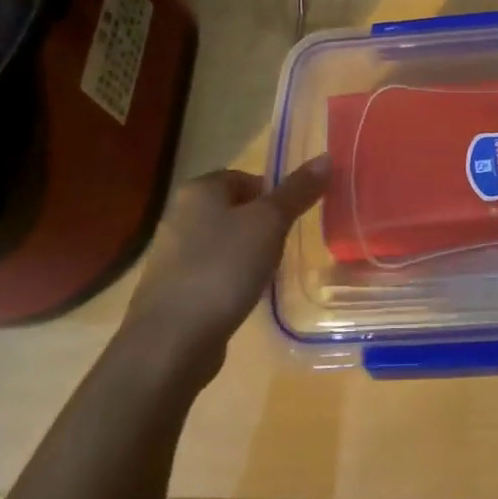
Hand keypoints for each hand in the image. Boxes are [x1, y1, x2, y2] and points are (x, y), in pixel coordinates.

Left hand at [119, 159, 330, 384]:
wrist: (171, 341)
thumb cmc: (222, 268)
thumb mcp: (269, 223)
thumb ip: (297, 191)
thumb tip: (326, 157)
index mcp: (199, 189)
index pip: (245, 177)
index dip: (274, 194)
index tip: (294, 218)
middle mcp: (180, 214)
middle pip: (235, 209)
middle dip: (263, 225)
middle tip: (286, 244)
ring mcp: (172, 254)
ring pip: (224, 242)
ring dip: (248, 254)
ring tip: (270, 272)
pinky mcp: (173, 289)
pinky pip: (213, 272)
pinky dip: (231, 279)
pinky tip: (245, 296)